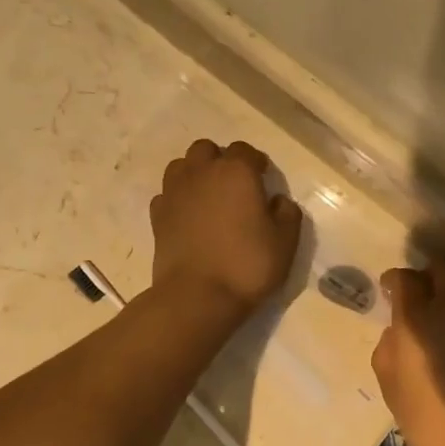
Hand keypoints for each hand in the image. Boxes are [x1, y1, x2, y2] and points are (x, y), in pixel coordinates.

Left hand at [151, 140, 302, 315]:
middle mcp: (202, 173)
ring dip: (195, 174)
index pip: (245, 150)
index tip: (263, 178)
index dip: (256, 162)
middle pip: (207, 150)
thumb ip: (287, 213)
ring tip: (208, 197)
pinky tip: (187, 217)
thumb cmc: (247, 265)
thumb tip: (277, 200)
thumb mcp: (286, 242)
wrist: (198, 296)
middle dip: (220, 160)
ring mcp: (174, 192)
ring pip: (181, 166)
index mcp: (236, 172)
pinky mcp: (157, 216)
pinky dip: (177, 198)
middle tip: (233, 186)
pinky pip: (166, 194)